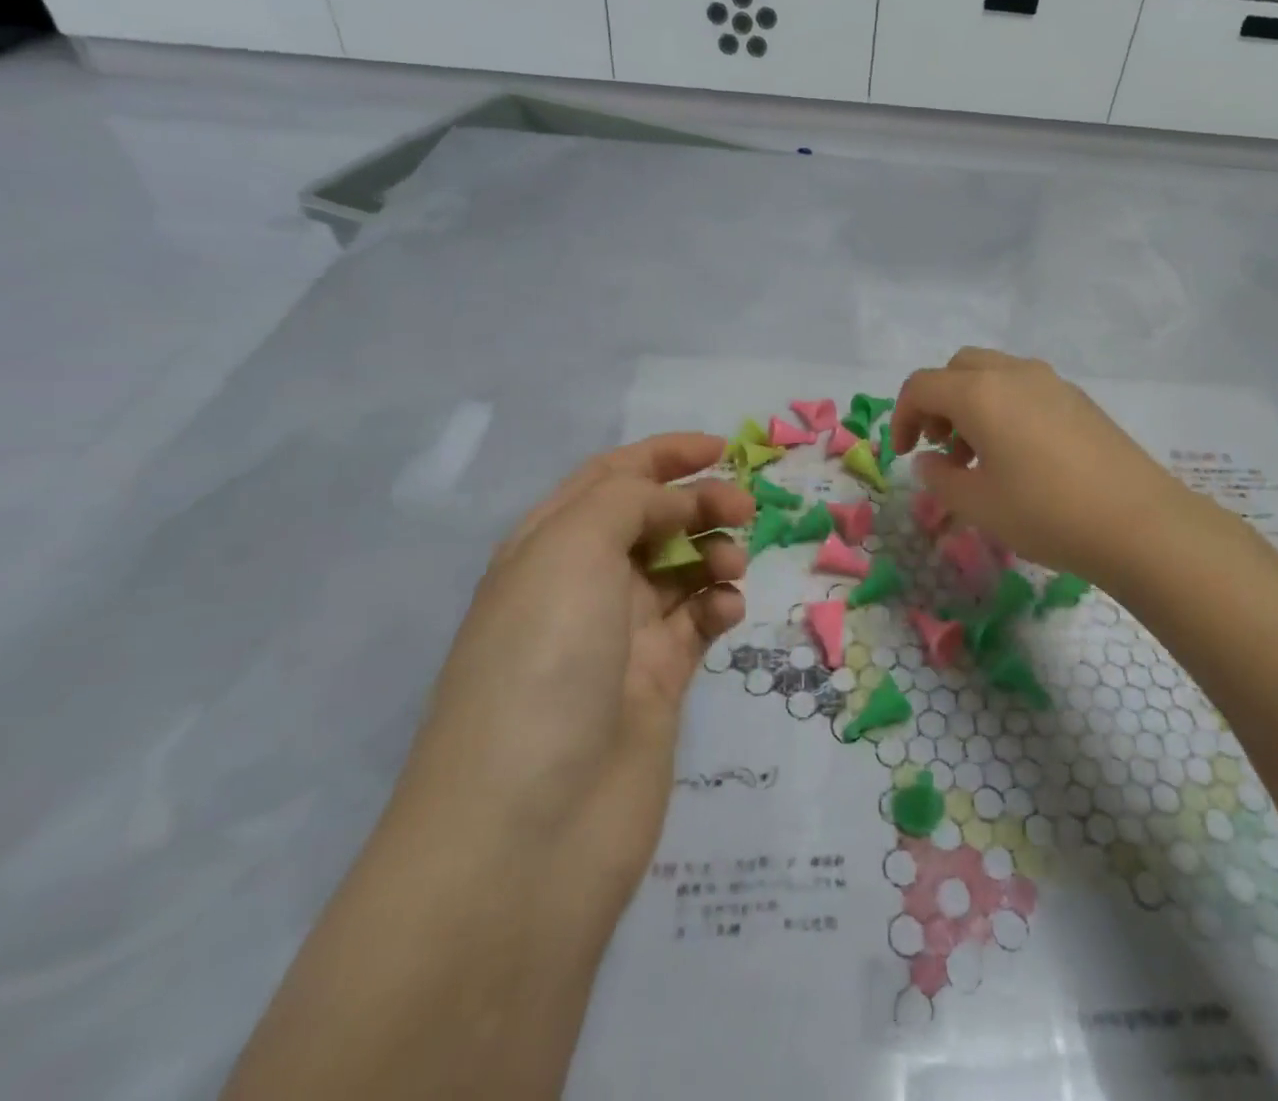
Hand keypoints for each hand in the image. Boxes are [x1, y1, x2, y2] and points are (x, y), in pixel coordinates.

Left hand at [399, 434, 753, 894]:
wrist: (531, 829)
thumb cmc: (543, 662)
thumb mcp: (571, 550)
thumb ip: (629, 502)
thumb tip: (678, 503)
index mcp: (548, 547)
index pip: (611, 480)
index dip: (665, 456)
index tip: (722, 448)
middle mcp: (581, 586)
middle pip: (652, 520)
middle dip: (700, 502)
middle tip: (745, 507)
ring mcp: (620, 637)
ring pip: (680, 569)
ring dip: (713, 553)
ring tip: (732, 567)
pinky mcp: (656, 683)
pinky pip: (697, 623)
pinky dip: (717, 606)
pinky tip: (727, 612)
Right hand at [891, 348, 1195, 587]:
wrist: (1139, 522)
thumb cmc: (1045, 512)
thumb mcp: (977, 504)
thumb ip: (940, 478)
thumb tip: (929, 462)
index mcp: (980, 393)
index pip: (921, 386)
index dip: (901, 417)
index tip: (903, 455)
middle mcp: (1014, 374)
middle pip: (958, 368)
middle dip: (937, 402)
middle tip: (940, 445)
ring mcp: (1052, 382)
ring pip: (993, 374)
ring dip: (971, 404)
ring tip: (978, 456)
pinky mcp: (1079, 399)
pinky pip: (1025, 388)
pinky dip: (1004, 408)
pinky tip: (1018, 455)